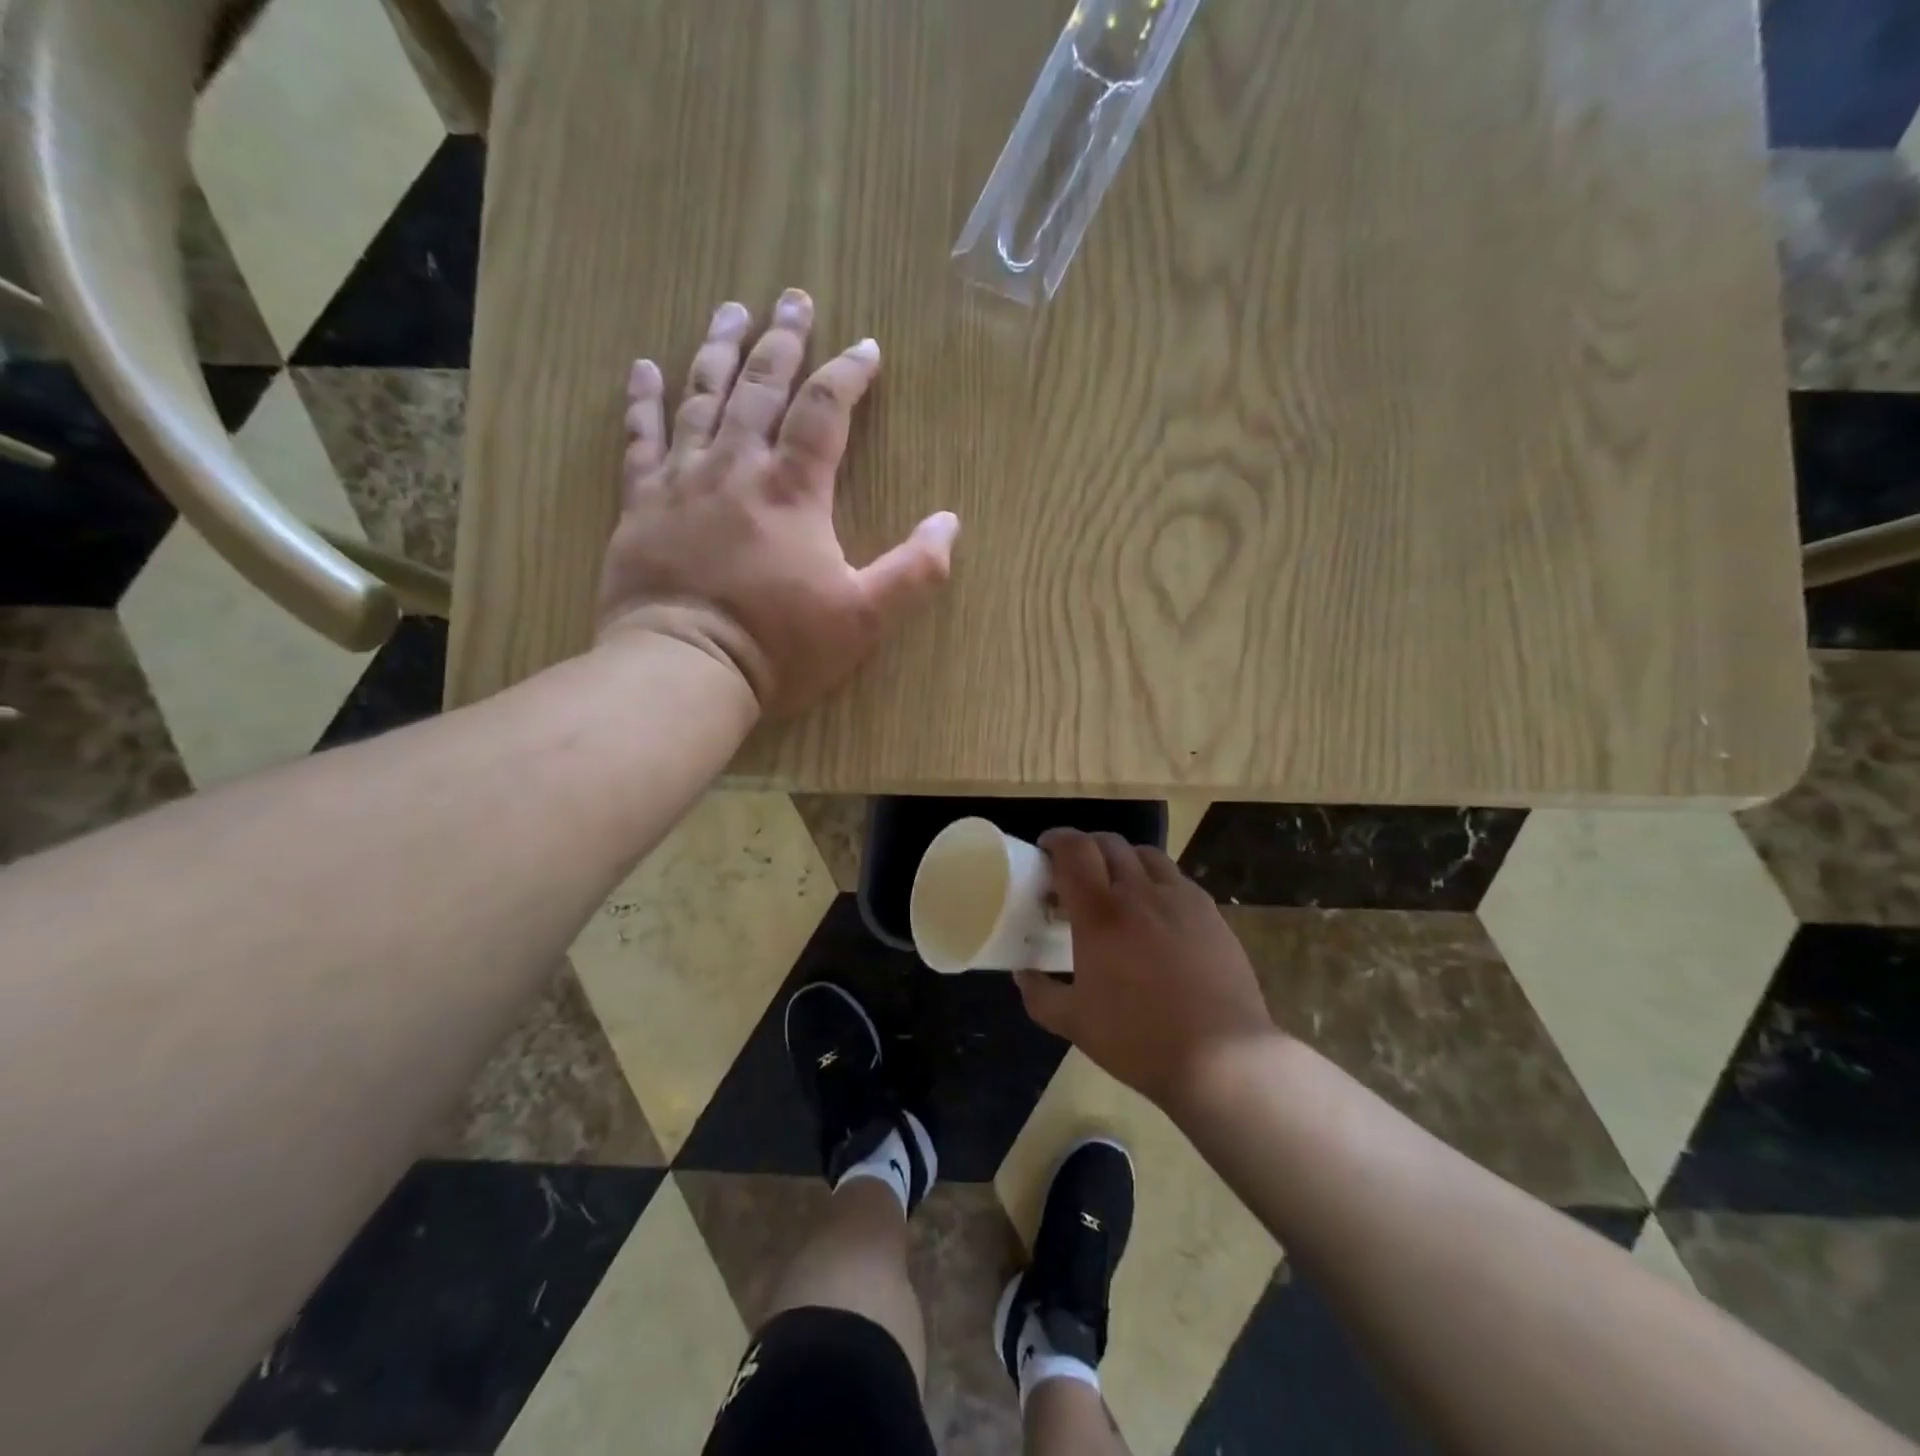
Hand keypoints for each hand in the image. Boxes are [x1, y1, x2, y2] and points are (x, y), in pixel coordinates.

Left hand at [596, 290, 959, 715]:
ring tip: (731, 310)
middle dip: (782, 339)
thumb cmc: (781, 646)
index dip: (849, 374)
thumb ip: (914, 571)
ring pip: (701, 397)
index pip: (826, 410)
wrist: (684, 669)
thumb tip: (950, 523)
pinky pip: (640, 439)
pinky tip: (645, 368)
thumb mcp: (864, 618)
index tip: (867, 348)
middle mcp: (737, 468)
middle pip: (760, 385)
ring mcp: (682, 481)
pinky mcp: (640, 505)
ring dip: (718, 349)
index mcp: (793, 490)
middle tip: (793, 297)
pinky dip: (643, 401)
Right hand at [1016, 830, 1277, 1111]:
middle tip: (1076, 871)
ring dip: (1123, 859)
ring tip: (1117, 885)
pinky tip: (1156, 912)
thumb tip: (1023, 975)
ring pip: (1146, 855)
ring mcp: (1181, 899)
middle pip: (1109, 843)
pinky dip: (1156, 881)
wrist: (1222, 1057)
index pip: (1074, 850)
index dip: (1056, 840)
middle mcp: (1139, 892)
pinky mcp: (1211, 913)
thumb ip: (1041, 995)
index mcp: (1100, 913)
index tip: (1045, 850)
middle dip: (1086, 847)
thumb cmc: (1139, 1039)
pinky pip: (1177, 879)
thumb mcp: (1076, 1024)